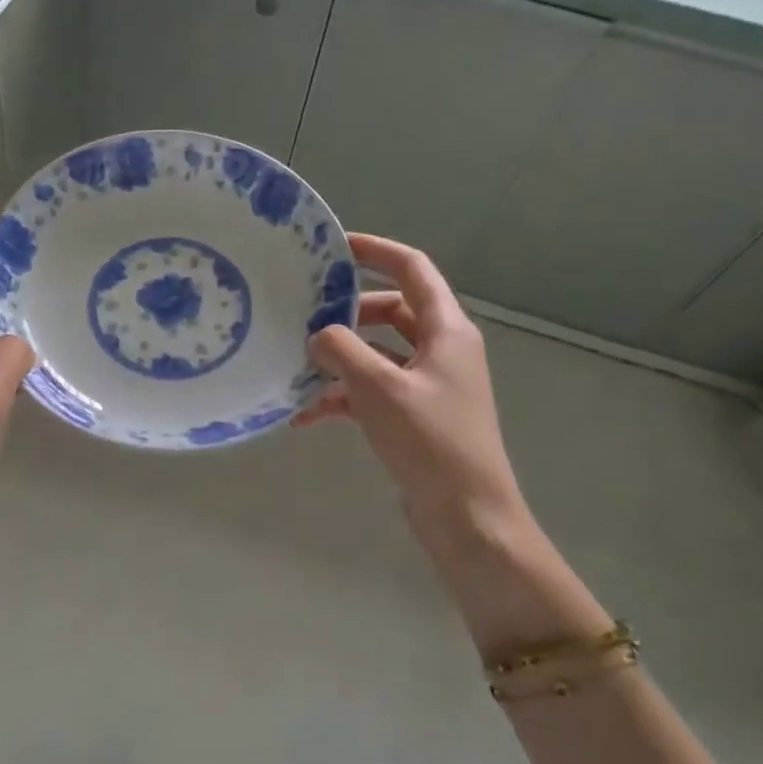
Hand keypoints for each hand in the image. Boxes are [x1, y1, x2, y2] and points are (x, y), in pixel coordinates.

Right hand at [295, 234, 609, 656]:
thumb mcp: (380, 388)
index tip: (334, 247)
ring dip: (339, 359)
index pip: (412, 270)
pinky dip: (341, 398)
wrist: (467, 516)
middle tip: (304, 316)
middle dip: (346, 314)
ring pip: (376, 354)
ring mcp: (427, 385)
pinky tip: (302, 415)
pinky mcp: (413, 417)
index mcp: (447, 331)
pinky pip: (372, 392)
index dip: (376, 251)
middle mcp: (441, 350)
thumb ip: (343, 351)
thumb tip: (318, 336)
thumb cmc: (431, 441)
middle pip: (389, 312)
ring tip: (295, 367)